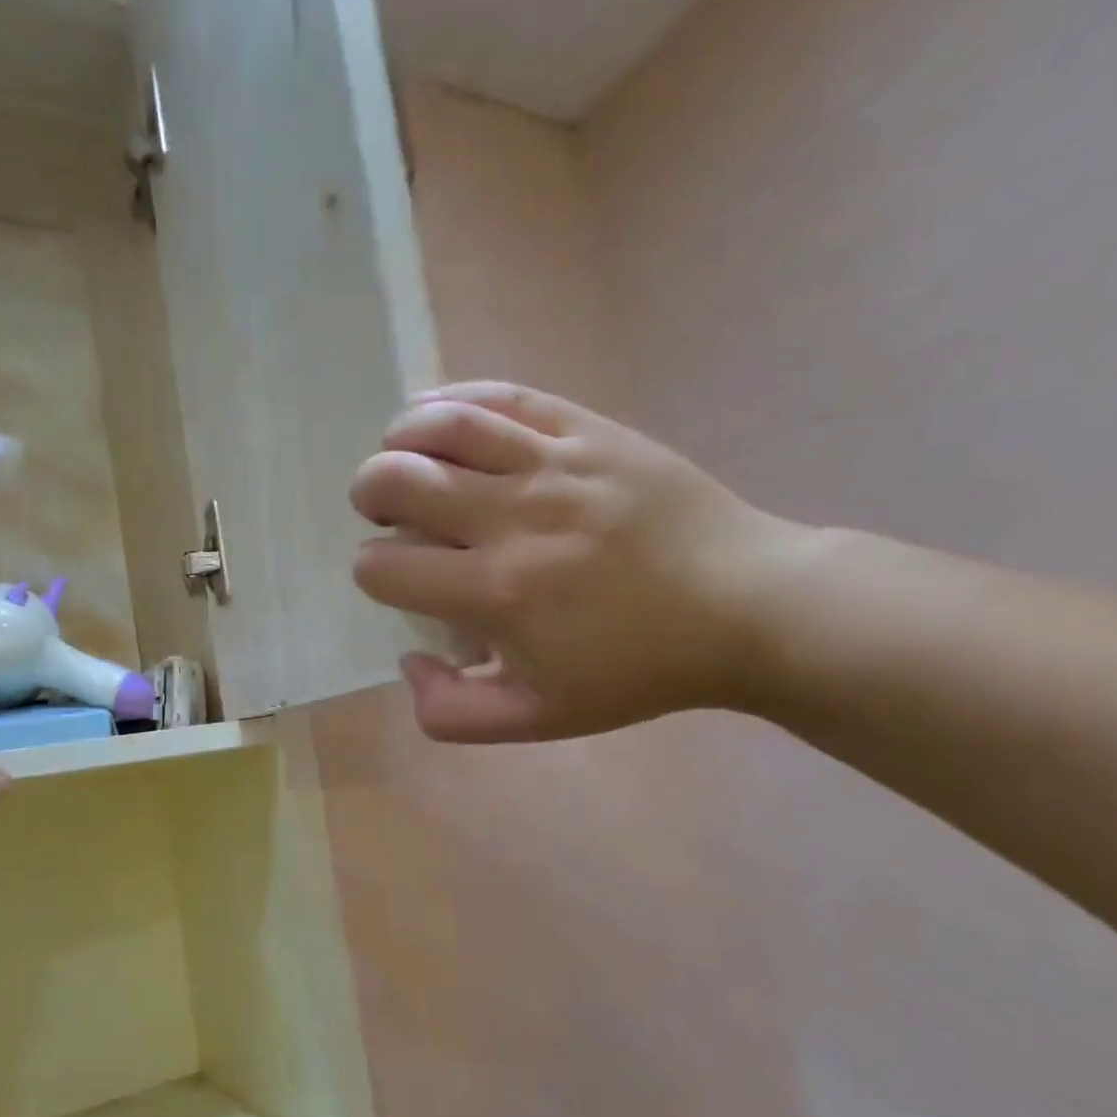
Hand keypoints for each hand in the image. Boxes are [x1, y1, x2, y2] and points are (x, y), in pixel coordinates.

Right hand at [351, 382, 809, 742]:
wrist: (746, 606)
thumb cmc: (635, 669)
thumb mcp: (537, 719)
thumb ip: (452, 712)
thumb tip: (408, 661)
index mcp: (495, 592)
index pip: (382, 566)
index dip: (372, 574)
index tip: (399, 581)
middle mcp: (512, 518)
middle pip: (393, 480)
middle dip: (371, 498)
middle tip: (391, 516)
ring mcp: (552, 464)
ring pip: (440, 425)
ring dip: (398, 442)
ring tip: (406, 462)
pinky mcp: (587, 430)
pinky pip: (502, 397)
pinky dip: (451, 401)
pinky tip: (436, 419)